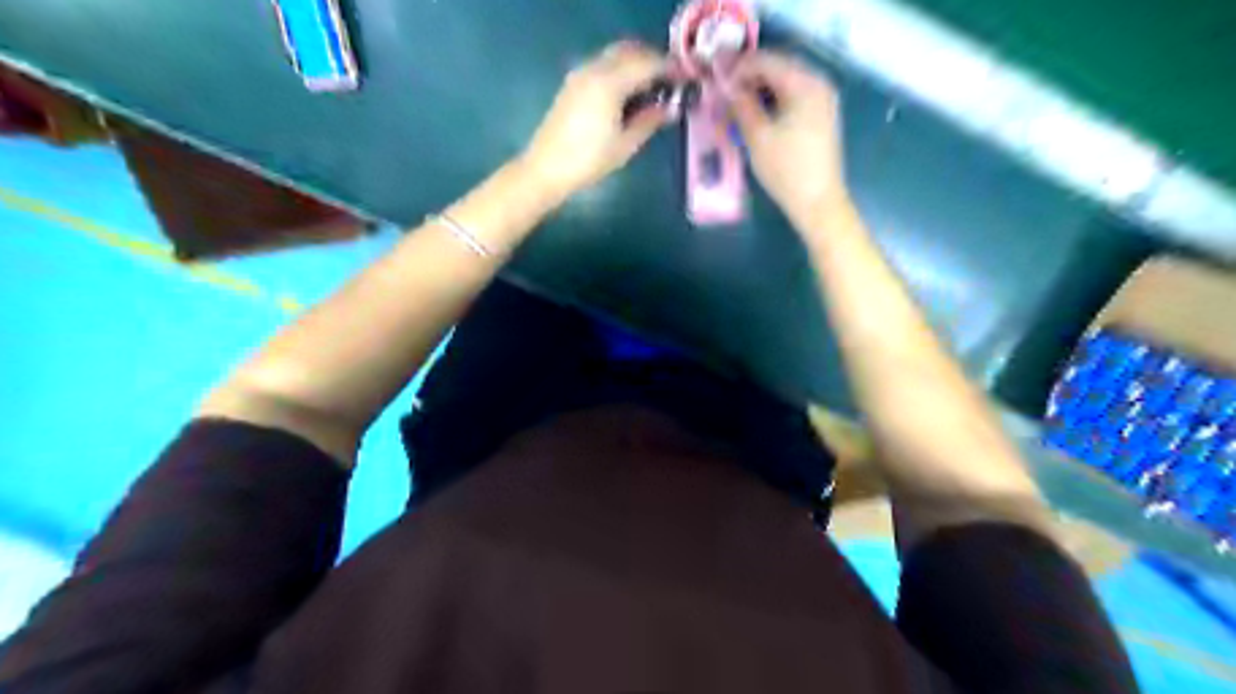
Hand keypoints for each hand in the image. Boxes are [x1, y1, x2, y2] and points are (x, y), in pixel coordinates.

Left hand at [520, 41, 675, 197]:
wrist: (546, 169)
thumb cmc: (588, 161)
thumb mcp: (625, 145)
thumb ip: (649, 121)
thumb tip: (670, 108)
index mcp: (610, 83)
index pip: (647, 63)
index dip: (670, 69)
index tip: (686, 79)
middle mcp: (594, 69)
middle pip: (630, 51)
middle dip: (653, 61)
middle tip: (671, 82)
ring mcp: (580, 74)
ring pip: (615, 55)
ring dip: (636, 64)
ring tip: (652, 89)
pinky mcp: (573, 83)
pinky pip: (603, 65)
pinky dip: (620, 70)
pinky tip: (628, 93)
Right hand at [733, 52, 850, 220]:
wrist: (818, 203)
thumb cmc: (787, 169)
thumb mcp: (757, 136)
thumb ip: (741, 105)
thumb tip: (726, 86)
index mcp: (805, 83)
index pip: (767, 60)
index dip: (738, 66)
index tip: (715, 76)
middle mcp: (818, 84)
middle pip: (778, 68)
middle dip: (749, 75)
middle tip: (722, 87)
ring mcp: (822, 101)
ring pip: (785, 83)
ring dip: (759, 88)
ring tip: (734, 101)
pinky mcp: (820, 117)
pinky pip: (793, 97)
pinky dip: (773, 100)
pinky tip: (755, 112)